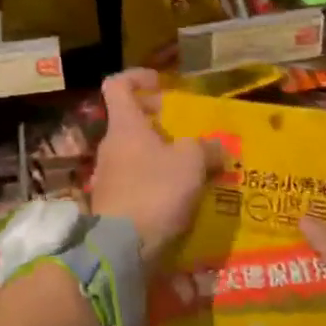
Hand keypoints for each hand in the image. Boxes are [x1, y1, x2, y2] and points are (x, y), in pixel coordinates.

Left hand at [88, 69, 218, 266]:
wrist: (121, 248)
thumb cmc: (154, 191)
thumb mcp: (190, 164)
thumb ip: (205, 148)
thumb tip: (218, 145)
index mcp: (124, 125)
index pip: (117, 85)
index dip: (137, 77)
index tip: (161, 83)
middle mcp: (111, 145)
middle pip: (129, 120)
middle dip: (156, 120)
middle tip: (184, 130)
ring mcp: (108, 175)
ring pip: (133, 152)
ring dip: (158, 154)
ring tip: (189, 167)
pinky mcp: (112, 203)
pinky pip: (135, 180)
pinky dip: (155, 181)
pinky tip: (178, 197)